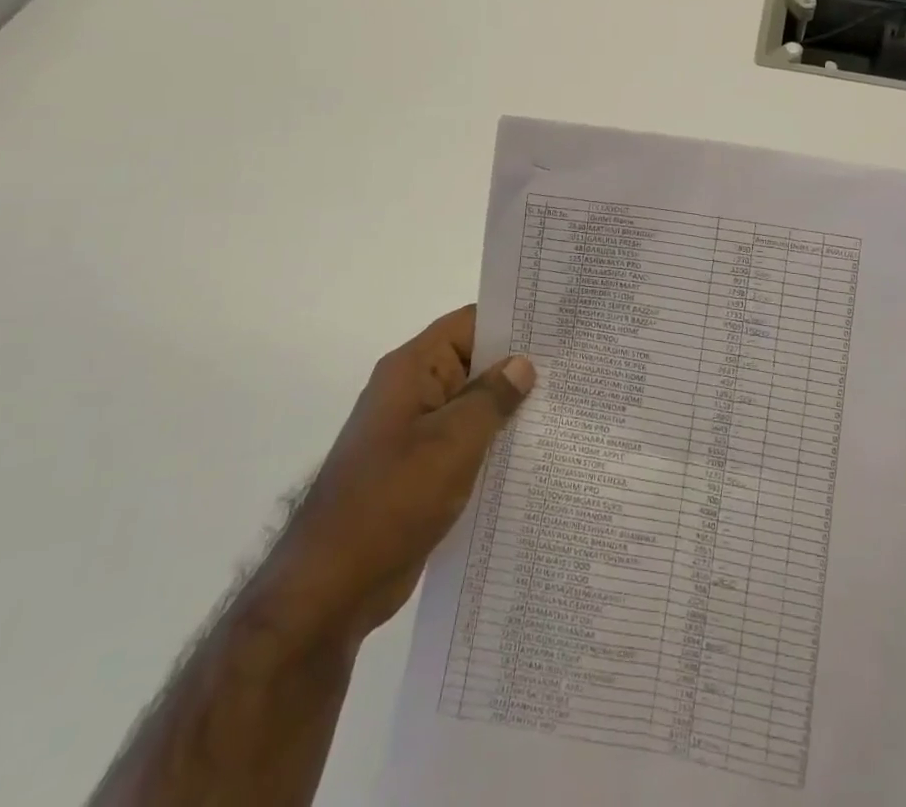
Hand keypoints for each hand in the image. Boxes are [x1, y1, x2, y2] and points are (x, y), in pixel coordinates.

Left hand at [283, 306, 535, 643]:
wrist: (333, 585)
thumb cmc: (393, 499)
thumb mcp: (453, 442)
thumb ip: (492, 398)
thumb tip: (522, 364)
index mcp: (412, 369)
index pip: (468, 324)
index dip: (511, 321)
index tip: (556, 327)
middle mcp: (411, 392)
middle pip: (472, 362)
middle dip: (517, 367)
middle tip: (572, 370)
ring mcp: (413, 432)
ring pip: (470, 406)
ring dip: (507, 410)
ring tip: (562, 410)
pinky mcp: (418, 470)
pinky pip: (462, 442)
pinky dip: (491, 444)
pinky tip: (530, 455)